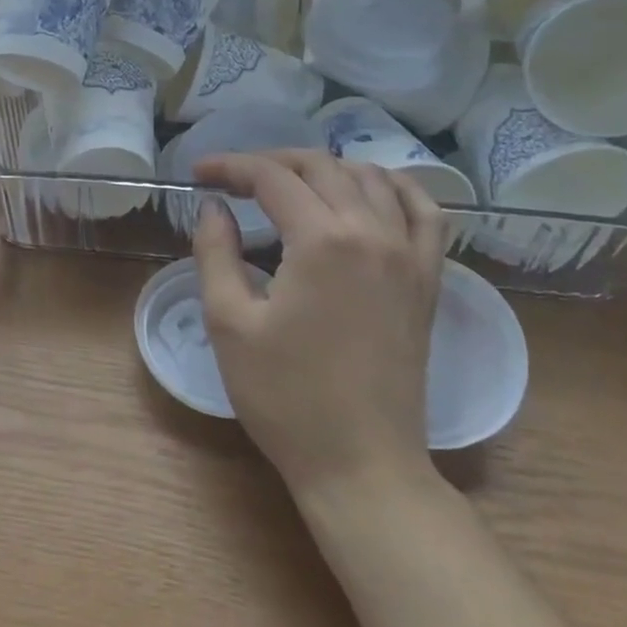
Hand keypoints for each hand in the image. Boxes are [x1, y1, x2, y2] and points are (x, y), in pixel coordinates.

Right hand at [191, 150, 445, 498]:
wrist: (361, 464)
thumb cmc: (285, 397)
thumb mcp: (229, 322)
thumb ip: (215, 251)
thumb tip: (214, 206)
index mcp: (321, 240)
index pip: (271, 177)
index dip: (230, 167)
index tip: (199, 173)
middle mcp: (372, 232)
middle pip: (321, 166)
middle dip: (271, 162)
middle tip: (235, 179)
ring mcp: (408, 254)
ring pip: (370, 178)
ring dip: (325, 168)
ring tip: (290, 184)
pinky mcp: (427, 279)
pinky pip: (423, 211)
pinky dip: (395, 187)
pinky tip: (371, 189)